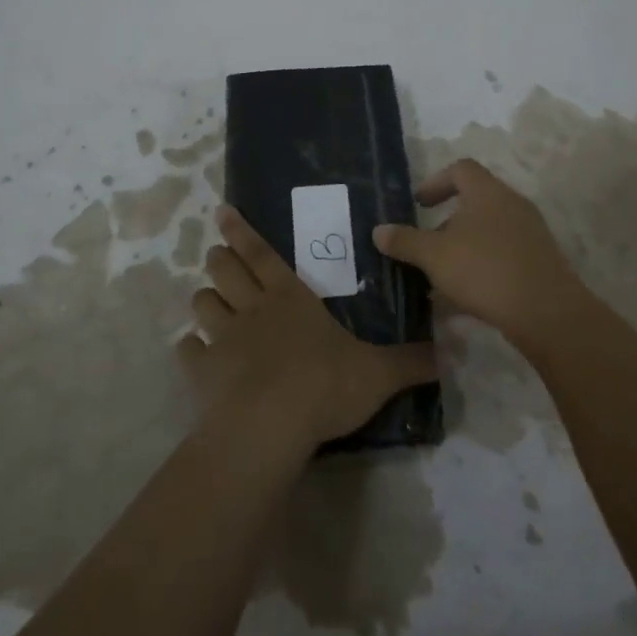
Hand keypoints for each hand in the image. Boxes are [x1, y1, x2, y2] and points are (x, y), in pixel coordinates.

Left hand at [179, 206, 436, 448]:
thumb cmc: (325, 385)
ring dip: (205, 300)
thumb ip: (409, 362)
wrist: (271, 424)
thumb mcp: (377, 373)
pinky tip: (193, 353)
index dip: (242, 231)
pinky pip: (188, 351)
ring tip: (208, 302)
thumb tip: (448, 353)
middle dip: (219, 260)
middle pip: (225, 271)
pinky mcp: (202, 371)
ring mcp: (223, 338)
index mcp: (290, 298)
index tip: (222, 211)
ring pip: (203, 305)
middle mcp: (252, 309)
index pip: (262, 253)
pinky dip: (190, 349)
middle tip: (217, 256)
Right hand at [372, 158, 594, 348]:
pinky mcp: (540, 261)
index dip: (436, 182)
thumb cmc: (485, 270)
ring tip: (442, 275)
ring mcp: (531, 233)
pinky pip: (504, 254)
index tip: (419, 204)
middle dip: (447, 222)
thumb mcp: (434, 256)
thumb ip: (405, 241)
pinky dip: (482, 265)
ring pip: (489, 231)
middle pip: (475, 201)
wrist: (547, 312)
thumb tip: (378, 231)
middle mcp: (512, 204)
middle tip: (427, 244)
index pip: (460, 169)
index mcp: (487, 192)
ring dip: (464, 247)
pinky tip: (467, 296)